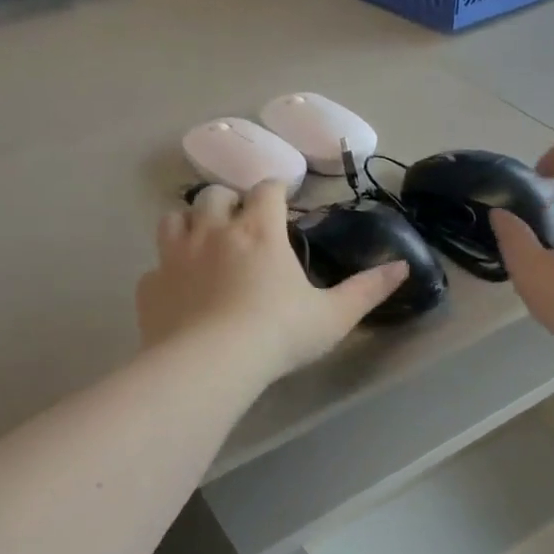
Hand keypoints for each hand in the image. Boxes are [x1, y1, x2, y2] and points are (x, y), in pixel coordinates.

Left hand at [137, 183, 406, 383]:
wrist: (211, 365)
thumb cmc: (278, 335)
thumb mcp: (333, 316)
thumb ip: (367, 290)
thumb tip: (403, 267)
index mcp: (259, 231)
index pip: (266, 188)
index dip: (275, 188)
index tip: (281, 197)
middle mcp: (214, 232)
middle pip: (215, 195)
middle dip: (228, 201)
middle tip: (239, 222)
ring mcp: (175, 256)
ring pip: (174, 219)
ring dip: (189, 223)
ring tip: (201, 242)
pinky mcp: (150, 286)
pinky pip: (154, 267)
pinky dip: (167, 271)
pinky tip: (178, 290)